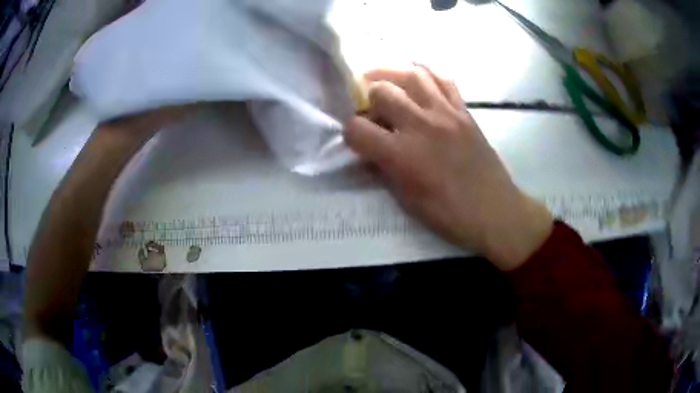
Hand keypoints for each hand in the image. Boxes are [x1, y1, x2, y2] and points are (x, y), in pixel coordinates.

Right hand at [343, 65, 552, 270]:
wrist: (494, 210)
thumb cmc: (449, 214)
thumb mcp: (407, 200)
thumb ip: (385, 169)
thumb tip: (371, 151)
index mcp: (401, 155)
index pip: (357, 129)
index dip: (350, 132)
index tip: (357, 138)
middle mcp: (420, 126)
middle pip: (382, 91)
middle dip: (369, 97)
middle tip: (372, 106)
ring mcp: (445, 114)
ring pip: (412, 75)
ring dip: (392, 72)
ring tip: (384, 76)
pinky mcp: (464, 111)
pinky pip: (444, 79)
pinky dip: (427, 71)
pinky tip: (418, 73)